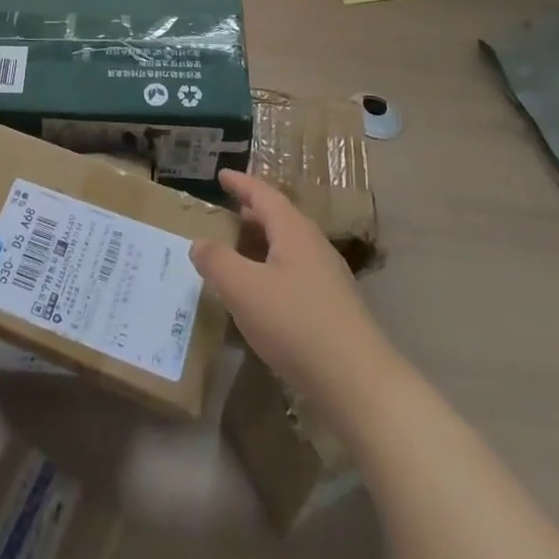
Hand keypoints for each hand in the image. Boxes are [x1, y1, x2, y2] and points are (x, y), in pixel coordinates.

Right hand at [193, 169, 390, 412]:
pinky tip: (261, 296)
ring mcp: (328, 277)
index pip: (263, 194)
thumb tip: (199, 243)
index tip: (221, 175)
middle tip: (226, 213)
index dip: (240, 183)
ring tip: (237, 252)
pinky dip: (271, 271)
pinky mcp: (333, 308)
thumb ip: (217, 261)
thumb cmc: (296, 324)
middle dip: (251, 213)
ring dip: (262, 245)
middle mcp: (314, 245)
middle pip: (279, 218)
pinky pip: (295, 274)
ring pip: (288, 248)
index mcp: (293, 230)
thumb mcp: (244, 289)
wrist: (360, 383)